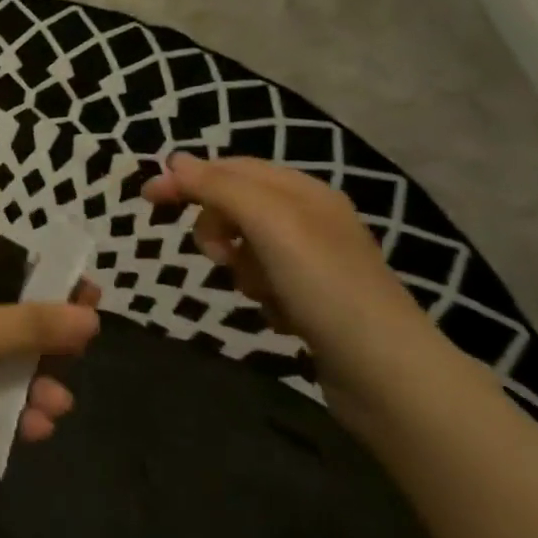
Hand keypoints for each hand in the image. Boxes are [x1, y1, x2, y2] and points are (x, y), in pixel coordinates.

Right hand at [141, 154, 437, 405]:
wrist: (390, 378)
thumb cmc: (325, 287)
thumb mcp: (270, 224)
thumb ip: (219, 187)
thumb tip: (175, 160)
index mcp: (303, 190)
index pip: (230, 168)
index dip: (188, 178)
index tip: (147, 200)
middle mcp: (310, 218)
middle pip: (235, 206)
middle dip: (217, 229)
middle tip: (219, 257)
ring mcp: (314, 262)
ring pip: (246, 247)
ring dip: (240, 266)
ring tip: (258, 292)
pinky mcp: (315, 301)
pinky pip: (265, 282)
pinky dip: (261, 295)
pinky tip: (278, 315)